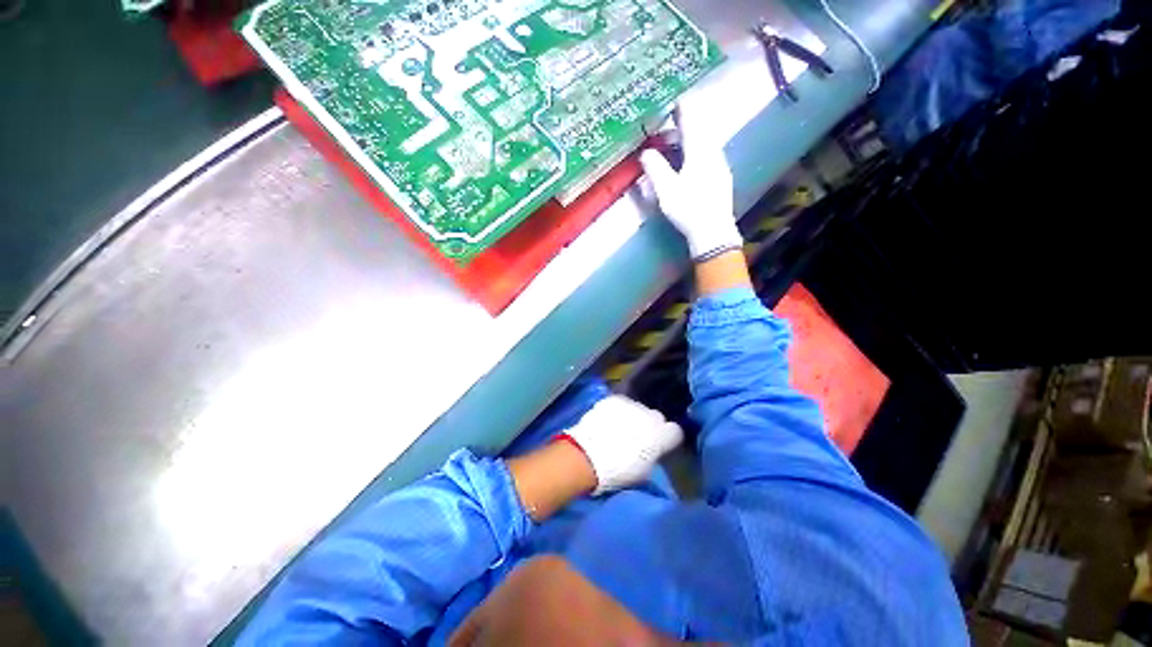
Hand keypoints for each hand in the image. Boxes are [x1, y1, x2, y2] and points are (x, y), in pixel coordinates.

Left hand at [565, 395, 682, 494]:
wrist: (588, 456)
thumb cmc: (618, 472)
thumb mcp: (644, 472)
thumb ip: (653, 456)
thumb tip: (652, 451)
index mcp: (662, 436)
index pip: (675, 432)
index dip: (667, 439)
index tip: (659, 446)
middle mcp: (651, 415)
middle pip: (656, 417)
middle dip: (649, 426)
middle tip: (637, 438)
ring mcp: (632, 404)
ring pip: (638, 408)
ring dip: (632, 417)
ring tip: (618, 428)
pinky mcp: (615, 399)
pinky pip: (621, 404)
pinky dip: (617, 411)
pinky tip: (607, 421)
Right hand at [640, 104, 741, 260]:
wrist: (713, 232)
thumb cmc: (689, 209)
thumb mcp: (666, 189)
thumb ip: (655, 168)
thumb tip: (645, 152)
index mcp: (700, 151)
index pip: (691, 120)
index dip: (680, 107)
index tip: (671, 98)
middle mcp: (713, 152)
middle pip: (698, 131)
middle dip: (680, 127)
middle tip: (662, 130)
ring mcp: (720, 165)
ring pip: (702, 145)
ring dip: (686, 142)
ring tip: (670, 149)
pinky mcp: (721, 178)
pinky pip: (706, 156)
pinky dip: (693, 154)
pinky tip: (685, 166)